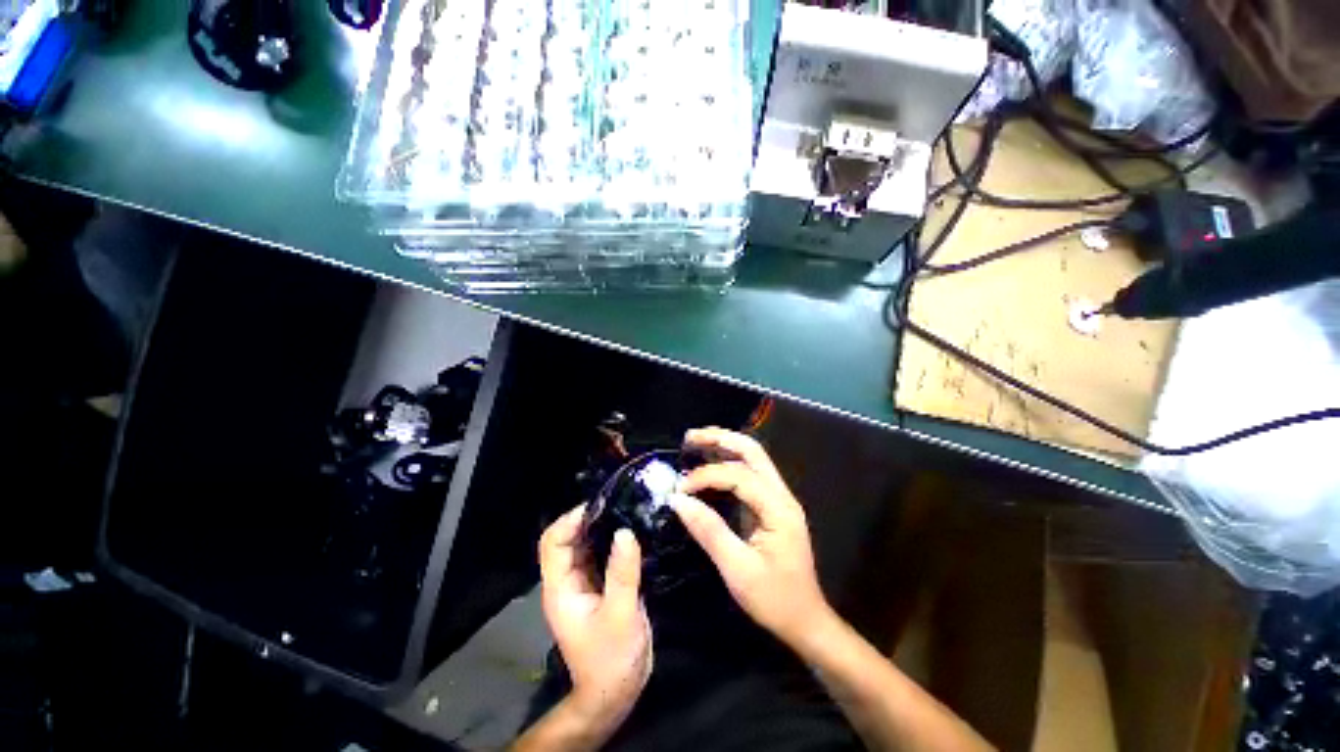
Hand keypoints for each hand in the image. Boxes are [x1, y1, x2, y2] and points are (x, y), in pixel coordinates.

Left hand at [538, 505, 652, 727]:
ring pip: (585, 544)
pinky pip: (601, 555)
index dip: (571, 520)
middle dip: (589, 518)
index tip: (600, 506)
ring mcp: (583, 583)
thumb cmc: (611, 659)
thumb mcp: (620, 615)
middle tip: (619, 503)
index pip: (553, 542)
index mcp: (561, 588)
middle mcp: (567, 581)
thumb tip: (625, 531)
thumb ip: (622, 573)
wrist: (614, 692)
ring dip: (602, 527)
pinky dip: (612, 541)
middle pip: (568, 539)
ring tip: (627, 511)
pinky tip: (631, 532)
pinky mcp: (599, 586)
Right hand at [672, 428, 832, 647]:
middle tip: (689, 438)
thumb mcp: (737, 570)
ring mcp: (780, 498)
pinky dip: (729, 462)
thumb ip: (708, 531)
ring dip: (725, 445)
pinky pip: (751, 473)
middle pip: (753, 451)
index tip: (680, 489)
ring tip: (696, 442)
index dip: (706, 476)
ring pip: (754, 458)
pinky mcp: (773, 506)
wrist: (806, 621)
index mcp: (778, 509)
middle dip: (720, 439)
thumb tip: (678, 500)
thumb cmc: (774, 600)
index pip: (739, 476)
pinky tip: (710, 464)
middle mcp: (782, 495)